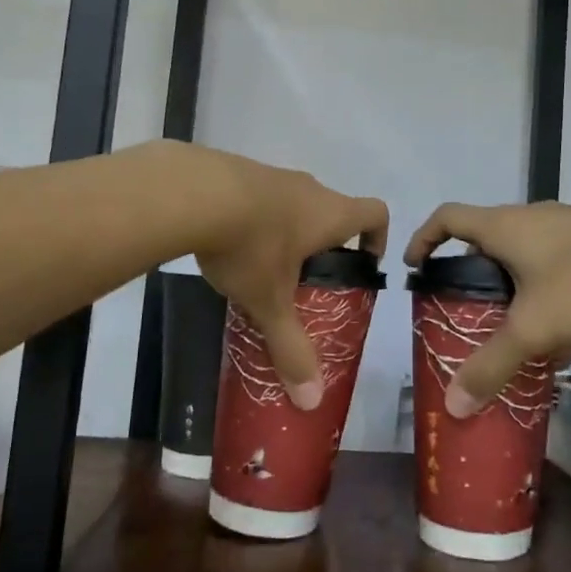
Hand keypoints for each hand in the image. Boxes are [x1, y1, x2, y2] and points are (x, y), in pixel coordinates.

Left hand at [180, 145, 388, 409]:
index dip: (377, 237)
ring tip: (261, 265)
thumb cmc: (251, 246)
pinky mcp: (237, 170)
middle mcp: (308, 188)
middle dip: (324, 243)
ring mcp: (272, 175)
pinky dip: (253, 216)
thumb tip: (311, 401)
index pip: (375, 213)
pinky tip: (226, 242)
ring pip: (292, 202)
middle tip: (305, 279)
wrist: (193, 192)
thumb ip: (291, 347)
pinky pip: (258, 194)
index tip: (362, 264)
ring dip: (286, 229)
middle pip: (332, 209)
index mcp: (330, 214)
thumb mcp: (271, 302)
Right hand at [404, 202, 570, 416]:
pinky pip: (557, 266)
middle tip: (466, 311)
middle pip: (485, 239)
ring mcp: (564, 226)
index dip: (425, 238)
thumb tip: (453, 405)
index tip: (416, 267)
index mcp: (502, 226)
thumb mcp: (533, 328)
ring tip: (517, 332)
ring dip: (515, 290)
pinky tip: (568, 336)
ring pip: (525, 256)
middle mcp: (528, 218)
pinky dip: (550, 296)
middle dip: (472, 275)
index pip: (447, 217)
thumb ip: (492, 366)